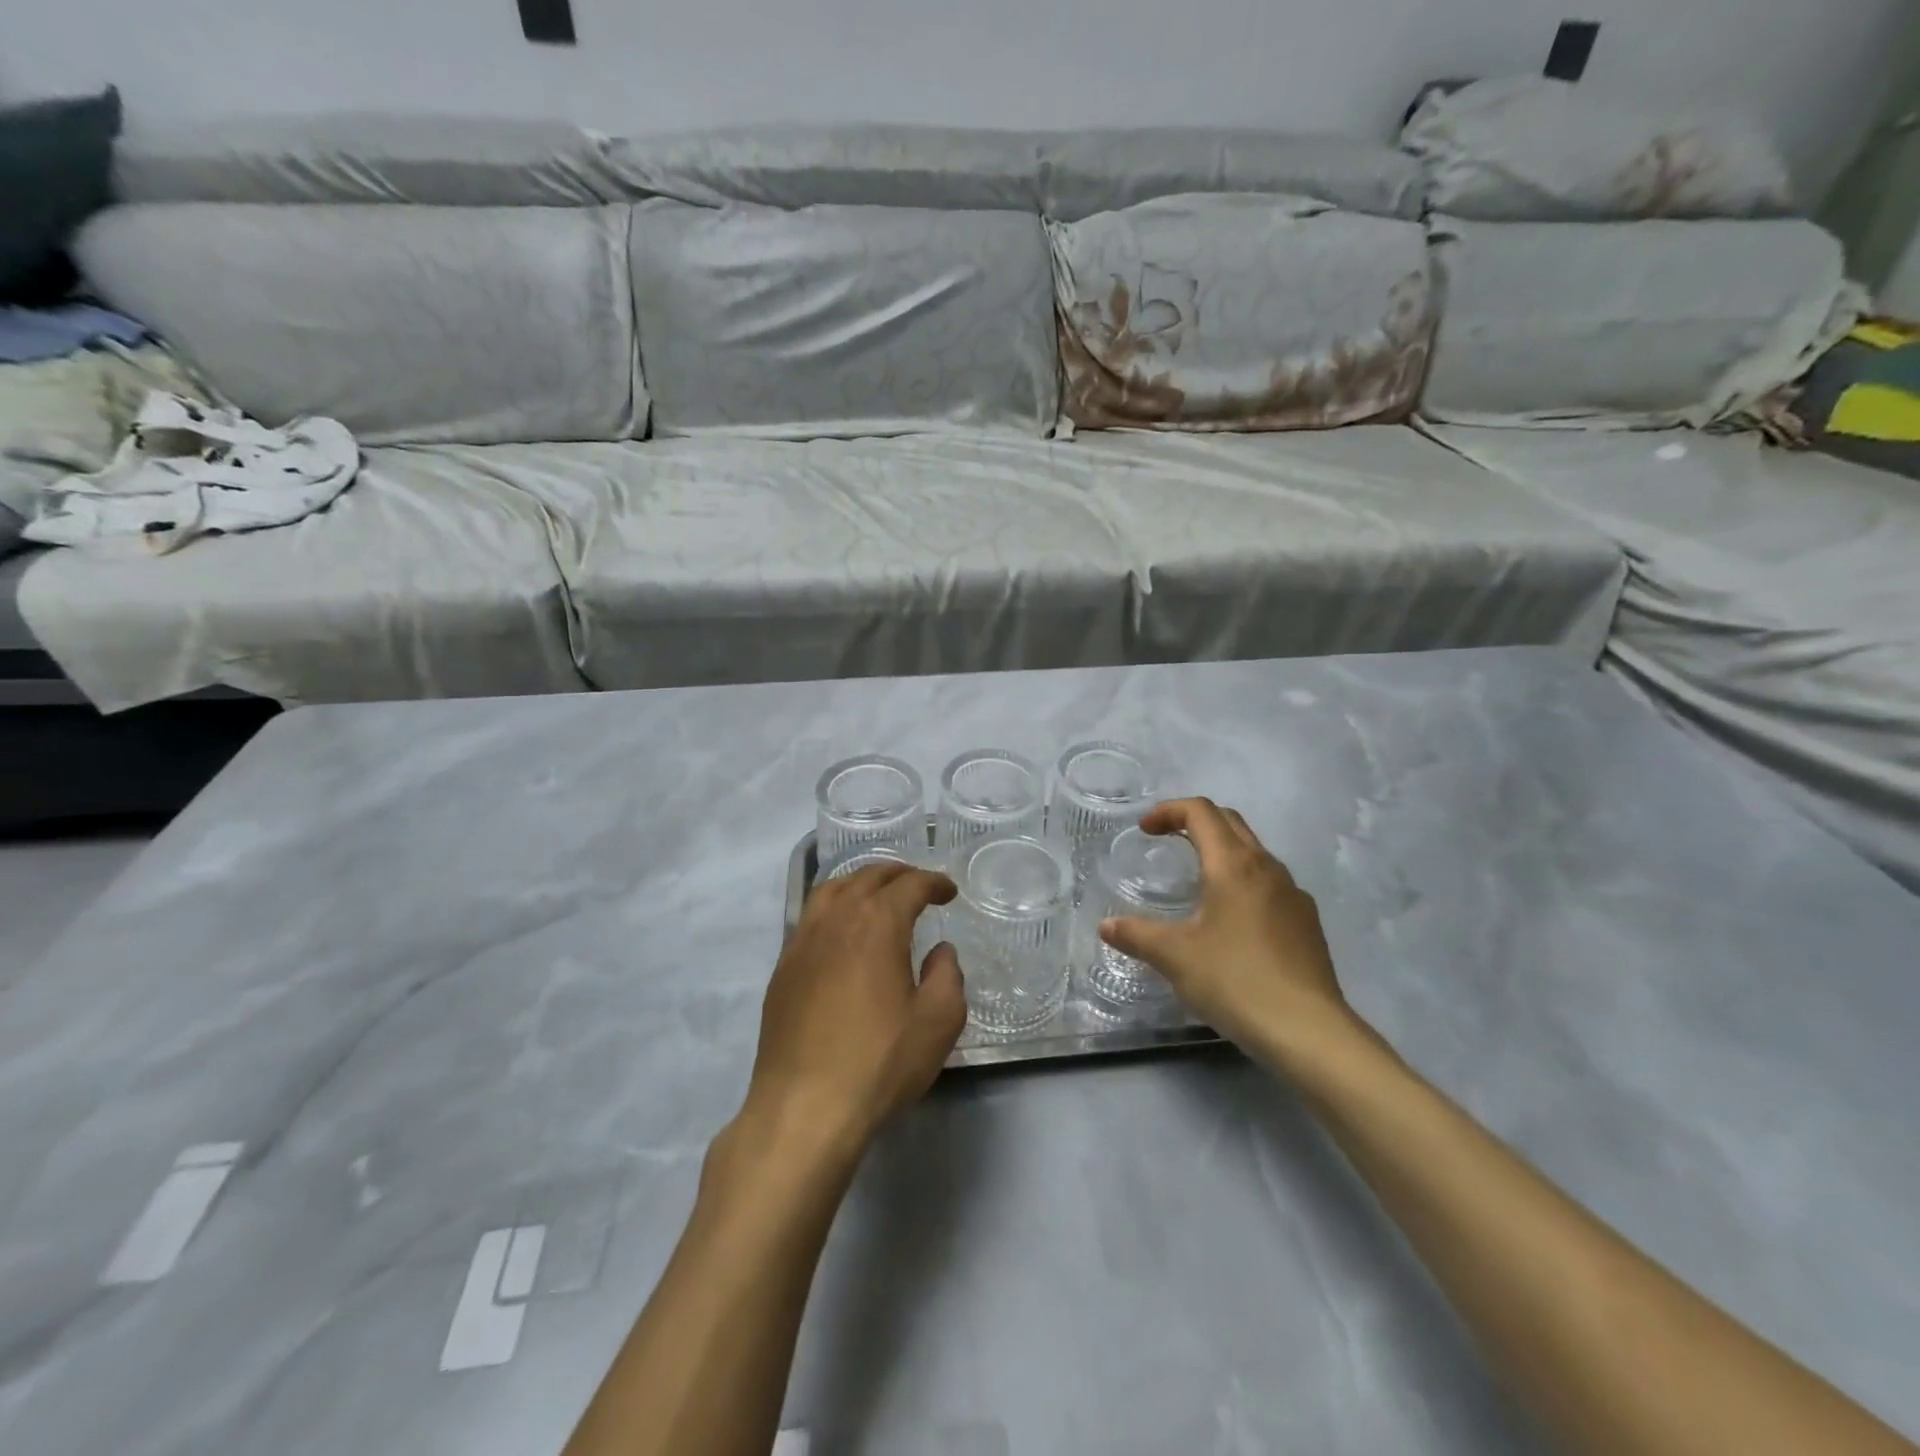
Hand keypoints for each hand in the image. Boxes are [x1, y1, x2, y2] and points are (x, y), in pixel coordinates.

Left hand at [738, 862, 963, 1166]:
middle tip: (918, 886)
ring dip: (861, 883)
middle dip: (898, 874)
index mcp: (877, 923)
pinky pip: (810, 917)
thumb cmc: (879, 1062)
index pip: (910, 885)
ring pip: (832, 890)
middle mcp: (837, 919)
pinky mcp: (783, 968)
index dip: (934, 883)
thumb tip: (940, 952)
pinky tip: (842, 932)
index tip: (949, 893)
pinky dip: (834, 907)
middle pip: (868, 877)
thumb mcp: (938, 1022)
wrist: (804, 1107)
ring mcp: (803, 941)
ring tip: (878, 896)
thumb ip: (948, 975)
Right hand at [1099, 798, 1361, 1076]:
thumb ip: (1137, 935)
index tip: (1145, 830)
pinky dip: (1243, 881)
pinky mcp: (1307, 923)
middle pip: (1230, 823)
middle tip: (1166, 841)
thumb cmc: (1236, 981)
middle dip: (1195, 823)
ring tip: (1197, 880)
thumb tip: (1107, 926)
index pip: (1201, 812)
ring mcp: (1293, 894)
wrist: (1309, 1032)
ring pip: (1254, 852)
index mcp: (1233, 865)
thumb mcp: (1175, 957)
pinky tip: (1232, 921)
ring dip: (1222, 851)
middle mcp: (1267, 868)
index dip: (1169, 811)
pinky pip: (1270, 884)